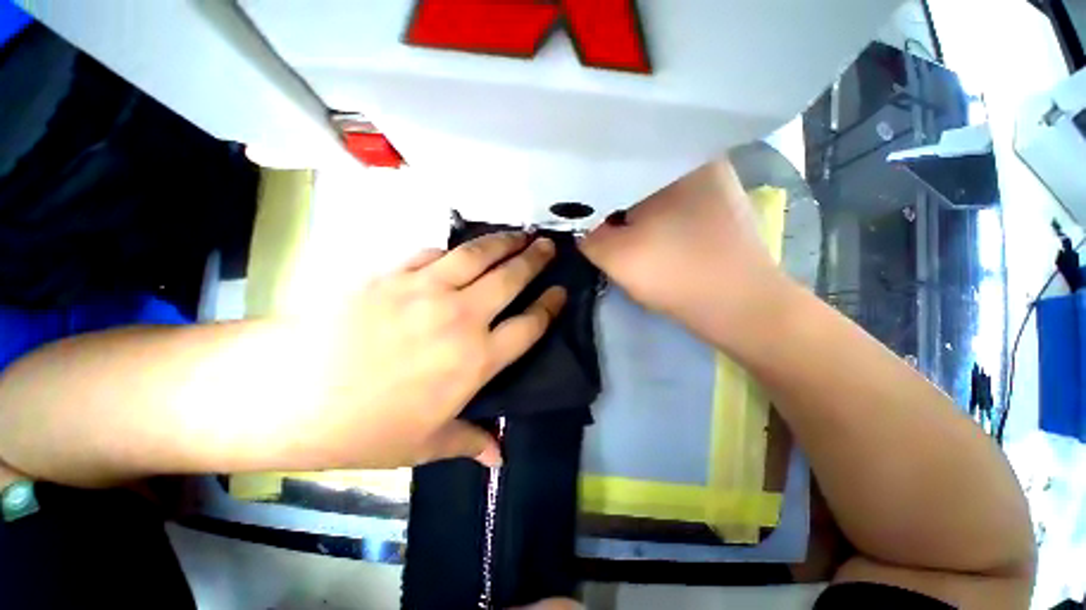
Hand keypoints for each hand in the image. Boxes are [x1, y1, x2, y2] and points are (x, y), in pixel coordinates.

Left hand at [287, 232, 565, 470]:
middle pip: (511, 279)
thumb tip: (499, 459)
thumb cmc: (363, 428)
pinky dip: (454, 250)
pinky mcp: (395, 274)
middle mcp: (462, 317)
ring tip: (519, 233)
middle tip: (549, 245)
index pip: (530, 326)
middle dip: (536, 259)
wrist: (288, 393)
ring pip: (479, 255)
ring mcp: (428, 290)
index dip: (550, 306)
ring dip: (503, 242)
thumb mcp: (423, 445)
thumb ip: (469, 443)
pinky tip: (460, 250)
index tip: (561, 291)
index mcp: (477, 360)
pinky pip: (436, 254)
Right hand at [580, 159, 788, 348]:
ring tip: (615, 225)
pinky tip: (647, 233)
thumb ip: (585, 235)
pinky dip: (654, 216)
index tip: (576, 206)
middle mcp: (700, 162)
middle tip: (592, 217)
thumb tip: (578, 225)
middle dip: (612, 197)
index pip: (617, 161)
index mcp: (674, 161)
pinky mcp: (719, 209)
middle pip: (638, 174)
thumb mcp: (615, 256)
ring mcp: (715, 185)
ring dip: (633, 208)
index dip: (590, 184)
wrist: (741, 309)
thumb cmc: (676, 275)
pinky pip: (674, 203)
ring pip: (656, 190)